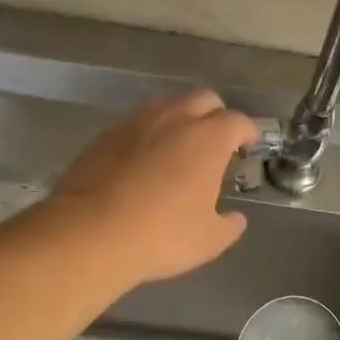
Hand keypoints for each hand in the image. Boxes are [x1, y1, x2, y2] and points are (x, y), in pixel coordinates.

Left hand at [46, 88, 260, 285]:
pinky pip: (135, 124)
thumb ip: (228, 226)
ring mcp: (134, 123)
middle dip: (215, 114)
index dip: (247, 130)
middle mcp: (173, 119)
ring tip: (179, 146)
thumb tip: (235, 219)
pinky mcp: (104, 135)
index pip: (237, 121)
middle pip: (202, 99)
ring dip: (179, 118)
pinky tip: (143, 159)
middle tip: (217, 140)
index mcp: (208, 139)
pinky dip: (147, 134)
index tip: (249, 142)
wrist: (90, 233)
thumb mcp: (208, 241)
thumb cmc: (161, 235)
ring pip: (166, 105)